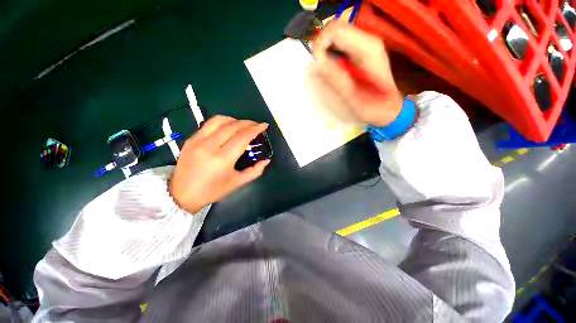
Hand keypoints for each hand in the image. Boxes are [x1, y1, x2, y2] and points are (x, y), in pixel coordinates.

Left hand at [169, 116, 270, 212]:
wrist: (181, 194)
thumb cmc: (212, 191)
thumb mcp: (237, 183)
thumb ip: (255, 171)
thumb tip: (266, 160)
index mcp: (222, 159)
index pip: (242, 137)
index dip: (255, 129)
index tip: (264, 125)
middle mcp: (209, 146)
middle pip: (232, 126)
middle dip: (248, 123)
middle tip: (256, 125)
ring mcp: (197, 140)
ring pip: (219, 120)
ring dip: (234, 119)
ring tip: (242, 125)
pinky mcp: (190, 139)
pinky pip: (208, 124)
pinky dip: (222, 122)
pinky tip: (227, 128)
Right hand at [313, 21, 403, 126]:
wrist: (387, 109)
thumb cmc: (373, 107)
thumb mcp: (352, 97)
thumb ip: (335, 79)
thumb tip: (314, 66)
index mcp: (367, 48)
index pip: (335, 31)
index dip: (320, 46)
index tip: (318, 68)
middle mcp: (367, 41)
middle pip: (334, 30)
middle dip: (321, 49)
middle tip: (320, 71)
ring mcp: (364, 45)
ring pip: (335, 37)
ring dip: (324, 53)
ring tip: (326, 73)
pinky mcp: (361, 52)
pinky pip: (339, 46)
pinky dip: (330, 56)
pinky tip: (332, 71)